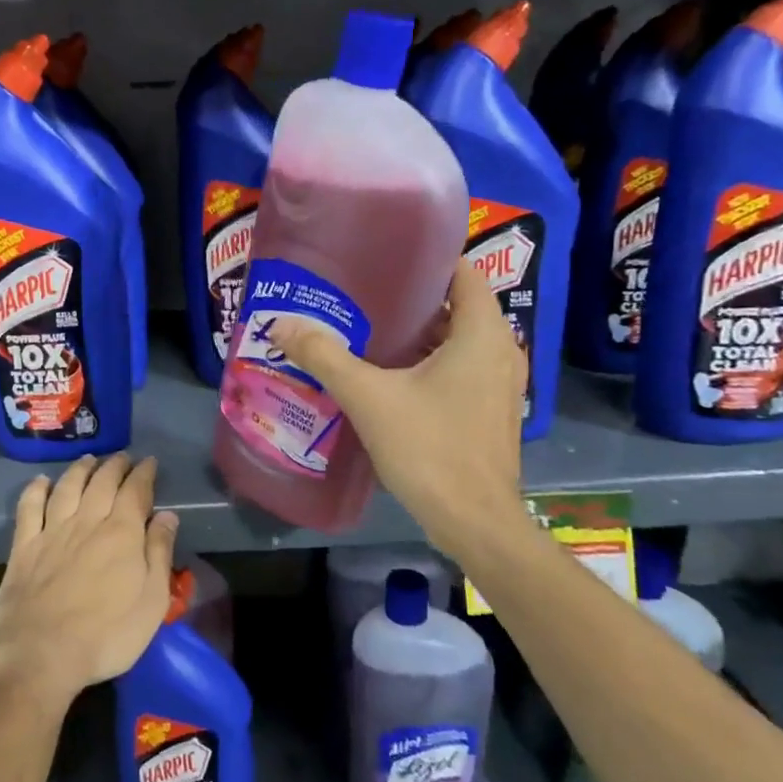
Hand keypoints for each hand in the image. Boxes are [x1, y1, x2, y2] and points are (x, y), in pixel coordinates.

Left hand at [0, 453, 178, 711]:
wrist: (41, 655)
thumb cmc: (107, 636)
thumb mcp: (152, 602)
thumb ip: (159, 554)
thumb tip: (167, 515)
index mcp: (121, 533)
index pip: (136, 491)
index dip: (144, 474)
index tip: (150, 462)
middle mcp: (87, 522)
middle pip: (102, 483)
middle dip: (115, 466)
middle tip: (123, 457)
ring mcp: (52, 532)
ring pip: (67, 487)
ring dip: (80, 470)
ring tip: (89, 460)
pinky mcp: (24, 547)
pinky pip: (29, 508)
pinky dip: (36, 489)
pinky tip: (41, 481)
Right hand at [268, 258, 534, 558]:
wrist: (474, 522)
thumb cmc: (429, 448)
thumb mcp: (369, 397)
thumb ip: (325, 356)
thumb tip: (281, 324)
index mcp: (482, 333)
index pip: (463, 272)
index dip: (426, 261)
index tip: (384, 259)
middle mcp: (501, 350)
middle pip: (458, 306)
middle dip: (413, 299)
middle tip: (364, 295)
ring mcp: (501, 384)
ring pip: (459, 341)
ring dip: (421, 334)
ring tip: (370, 330)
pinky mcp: (492, 411)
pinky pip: (462, 368)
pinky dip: (432, 363)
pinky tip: (391, 375)